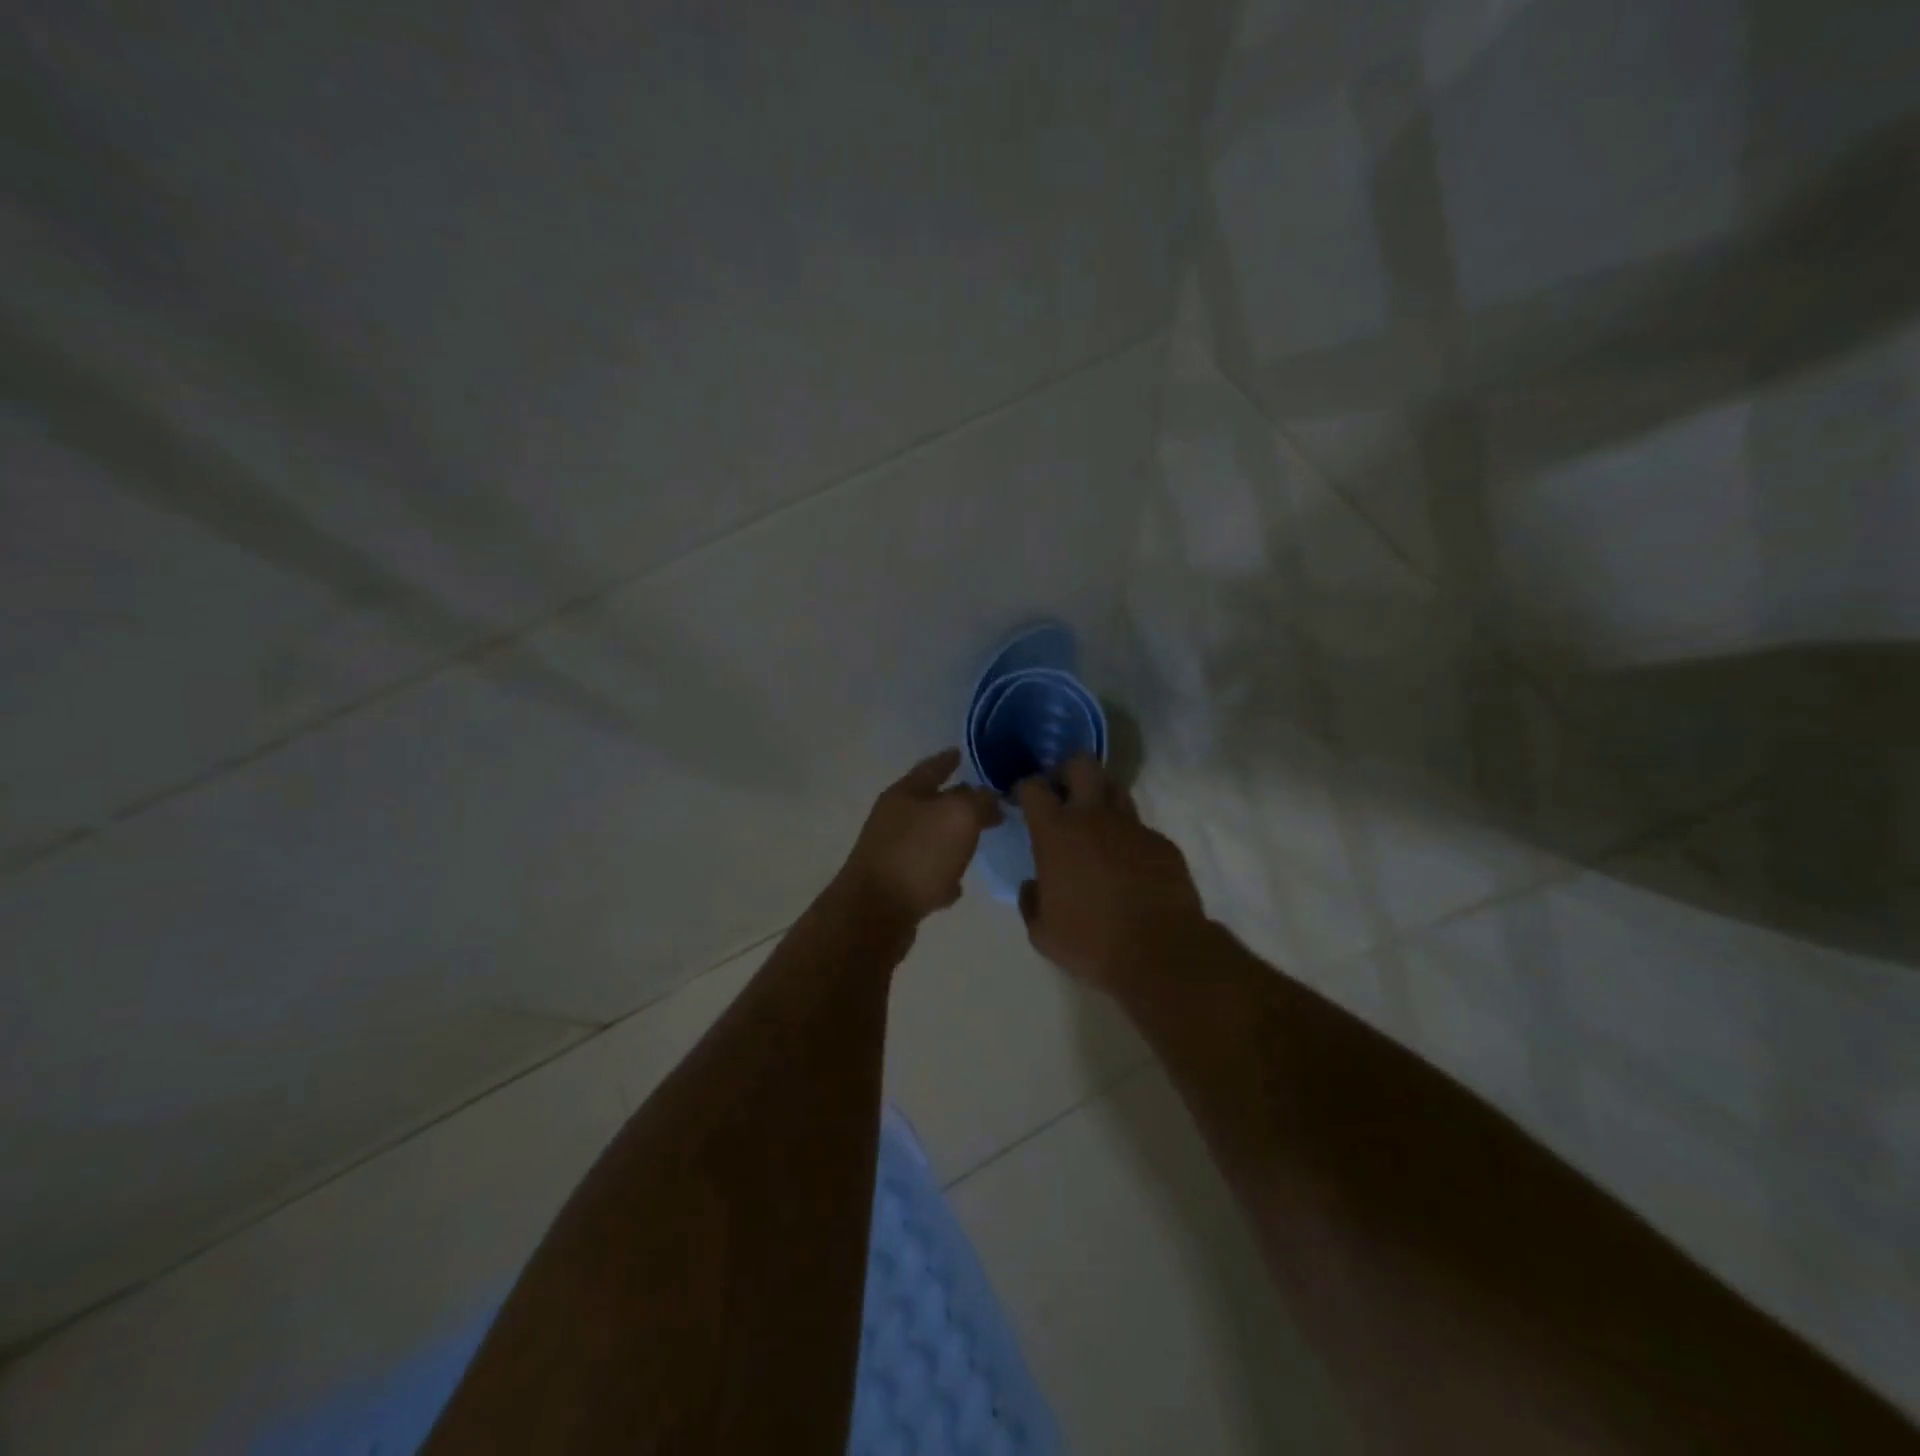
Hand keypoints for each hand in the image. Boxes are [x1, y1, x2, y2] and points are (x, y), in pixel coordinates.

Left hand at [839, 749, 1001, 923]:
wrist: (875, 913)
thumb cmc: (918, 855)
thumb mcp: (959, 817)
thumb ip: (979, 801)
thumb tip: (989, 797)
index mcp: (905, 793)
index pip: (932, 767)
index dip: (948, 759)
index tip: (961, 752)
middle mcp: (894, 818)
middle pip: (930, 803)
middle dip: (958, 801)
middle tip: (987, 804)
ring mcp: (891, 852)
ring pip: (929, 838)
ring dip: (951, 839)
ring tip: (977, 842)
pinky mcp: (894, 885)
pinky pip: (925, 872)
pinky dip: (942, 874)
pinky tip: (956, 885)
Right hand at [1016, 756, 1208, 991]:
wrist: (1160, 953)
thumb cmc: (1090, 942)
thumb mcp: (1042, 931)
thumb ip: (1031, 900)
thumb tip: (1034, 886)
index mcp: (1056, 832)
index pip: (1034, 786)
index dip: (1025, 788)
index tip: (1022, 799)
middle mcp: (1094, 817)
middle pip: (1081, 764)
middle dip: (1067, 771)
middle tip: (1061, 794)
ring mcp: (1133, 826)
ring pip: (1115, 789)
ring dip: (1100, 798)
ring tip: (1095, 825)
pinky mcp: (1162, 843)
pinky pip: (1140, 829)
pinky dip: (1128, 838)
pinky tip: (1128, 866)